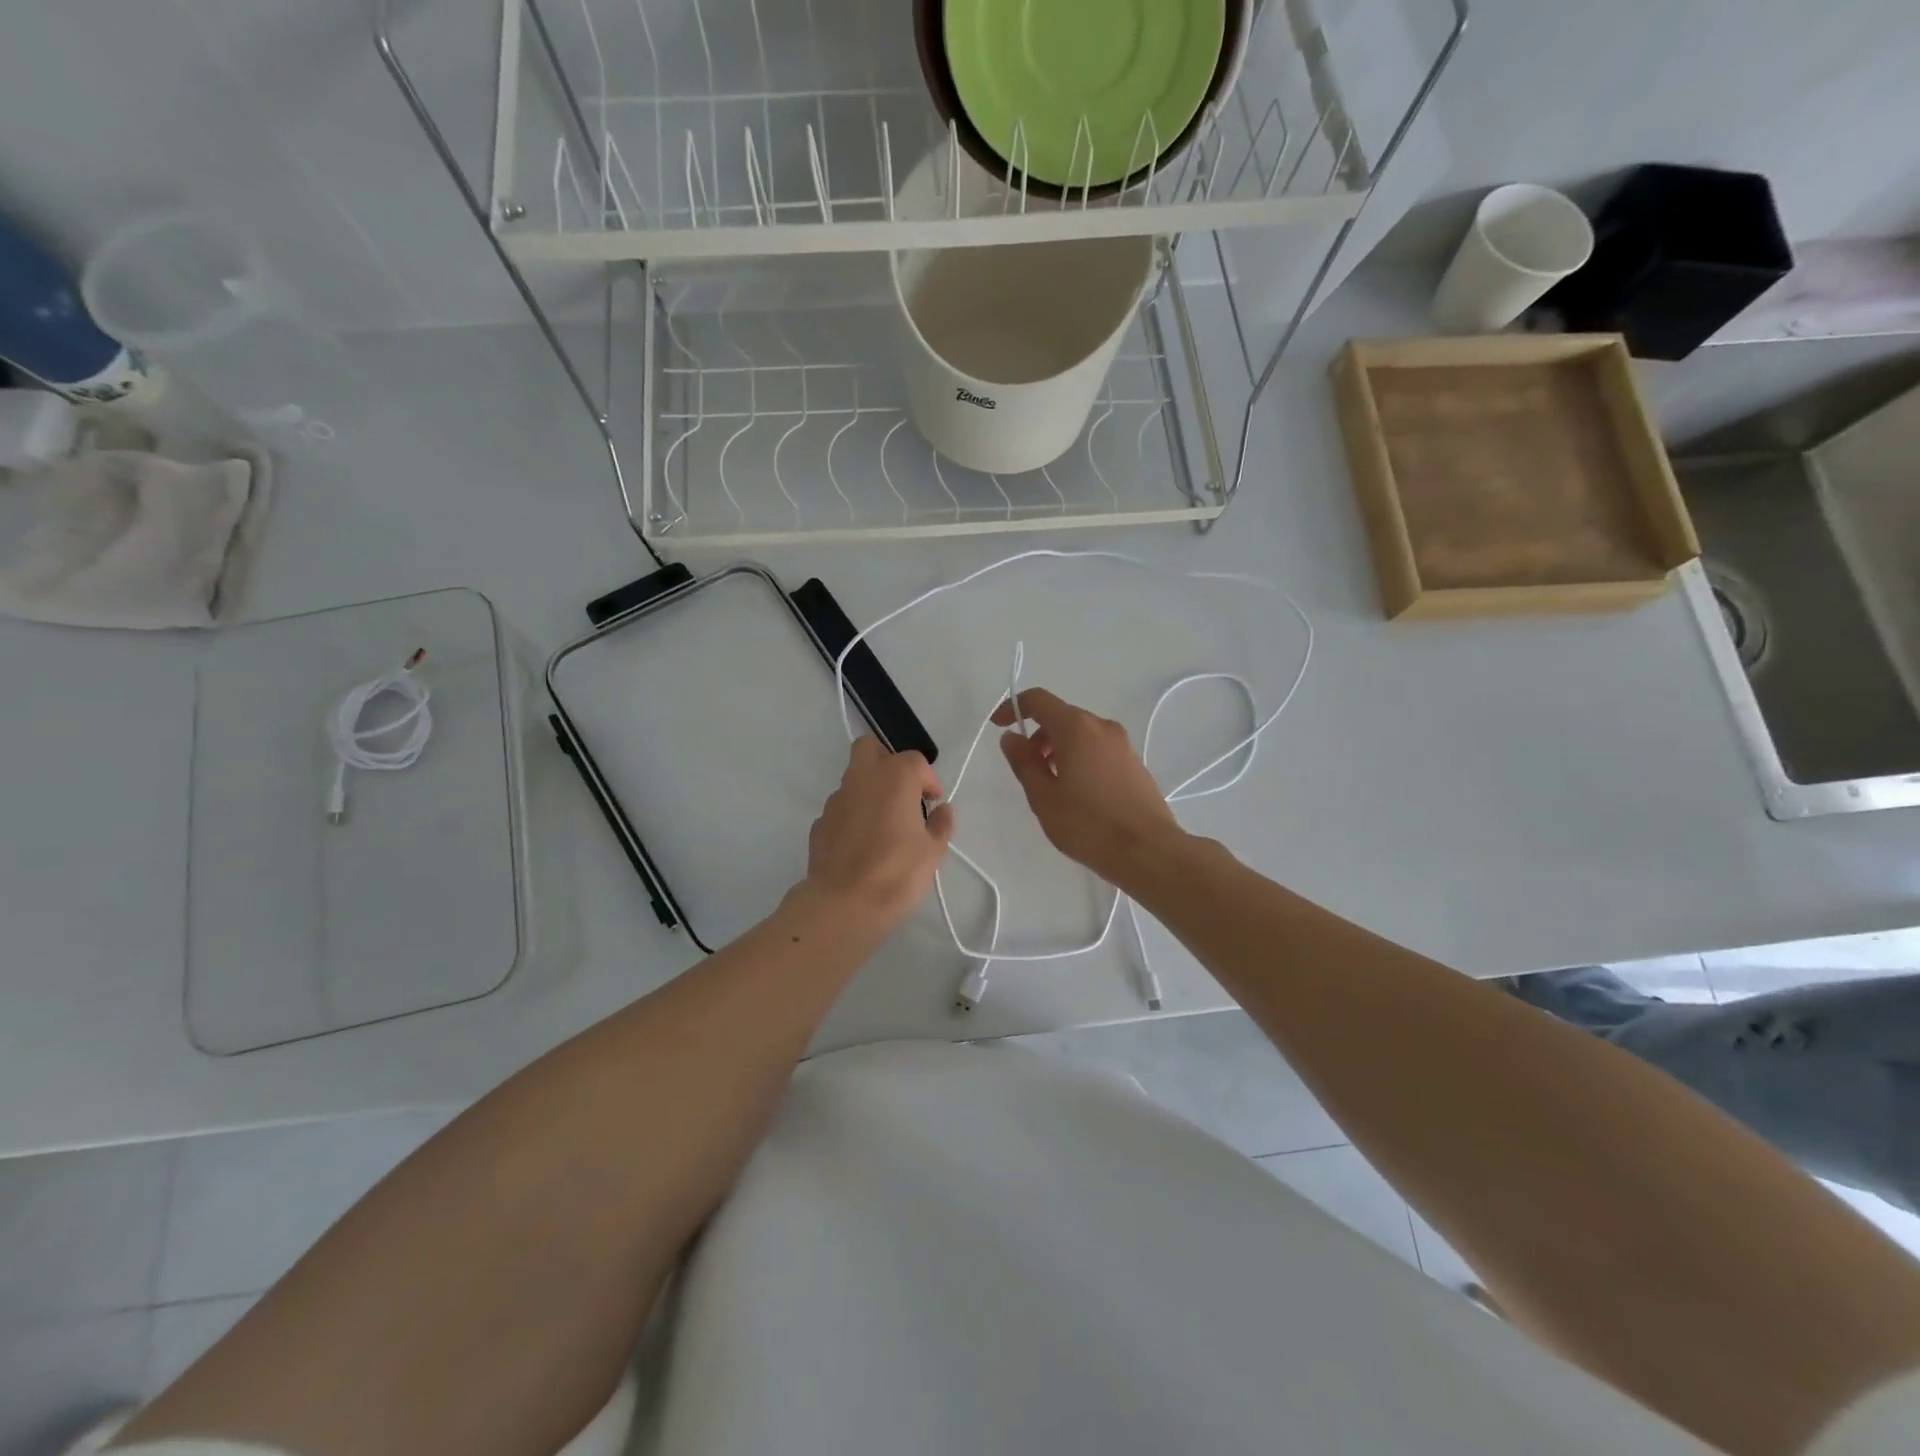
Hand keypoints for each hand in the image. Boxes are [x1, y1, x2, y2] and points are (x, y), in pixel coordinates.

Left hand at [804, 737, 954, 935]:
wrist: (844, 904)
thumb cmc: (897, 872)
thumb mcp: (933, 851)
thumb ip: (941, 824)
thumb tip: (941, 810)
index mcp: (894, 777)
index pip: (915, 760)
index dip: (928, 779)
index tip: (933, 803)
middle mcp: (862, 779)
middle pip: (870, 748)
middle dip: (887, 761)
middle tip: (902, 792)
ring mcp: (836, 800)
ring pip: (853, 779)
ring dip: (869, 791)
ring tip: (884, 825)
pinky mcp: (819, 823)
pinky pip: (841, 809)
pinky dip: (853, 816)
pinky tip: (862, 845)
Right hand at [992, 687, 1182, 885]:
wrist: (1148, 851)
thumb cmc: (1088, 825)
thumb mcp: (1044, 798)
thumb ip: (1024, 763)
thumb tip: (1011, 738)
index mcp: (1076, 728)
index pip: (1039, 700)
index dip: (1013, 708)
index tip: (998, 727)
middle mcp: (1102, 726)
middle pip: (1060, 717)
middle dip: (1037, 736)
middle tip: (1027, 770)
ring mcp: (1122, 744)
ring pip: (1080, 734)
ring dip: (1058, 749)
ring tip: (1051, 787)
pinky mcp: (1133, 762)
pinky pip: (1097, 748)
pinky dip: (1079, 758)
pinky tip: (1077, 793)